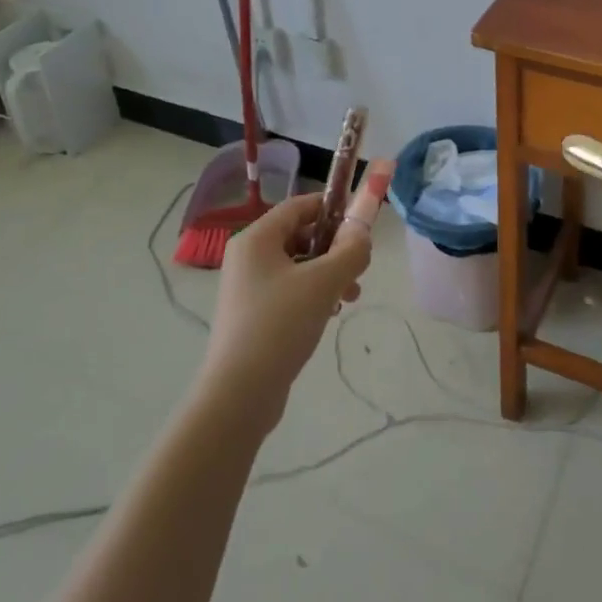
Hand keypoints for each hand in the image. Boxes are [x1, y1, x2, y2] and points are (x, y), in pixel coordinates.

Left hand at [197, 161, 393, 432]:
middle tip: (358, 269)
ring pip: (297, 266)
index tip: (360, 225)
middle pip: (299, 236)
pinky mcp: (251, 315)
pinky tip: (329, 314)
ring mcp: (246, 287)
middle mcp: (247, 257)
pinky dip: (312, 295)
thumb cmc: (279, 325)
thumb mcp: (324, 282)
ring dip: (328, 274)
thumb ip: (351, 251)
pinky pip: (288, 290)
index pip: (299, 206)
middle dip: (334, 249)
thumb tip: (363, 235)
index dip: (332, 209)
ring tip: (350, 297)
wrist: (238, 395)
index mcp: (256, 239)